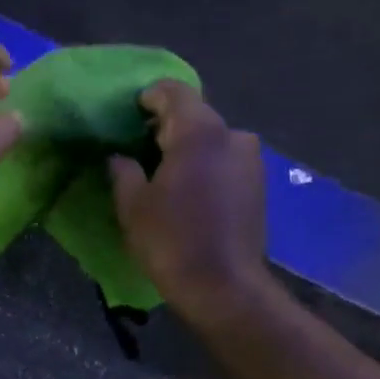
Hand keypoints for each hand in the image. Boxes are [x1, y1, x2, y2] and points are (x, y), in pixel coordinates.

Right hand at [109, 80, 267, 317]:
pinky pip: (225, 160)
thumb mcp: (132, 206)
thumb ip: (123, 171)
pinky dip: (205, 165)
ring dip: (188, 147)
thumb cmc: (171, 241)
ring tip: (163, 173)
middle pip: (195, 114)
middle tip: (138, 148)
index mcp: (199, 131)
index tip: (128, 116)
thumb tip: (120, 157)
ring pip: (212, 139)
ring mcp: (251, 160)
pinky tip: (188, 191)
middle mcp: (233, 135)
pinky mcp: (259, 184)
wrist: (223, 287)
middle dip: (166, 126)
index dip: (147, 98)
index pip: (172, 91)